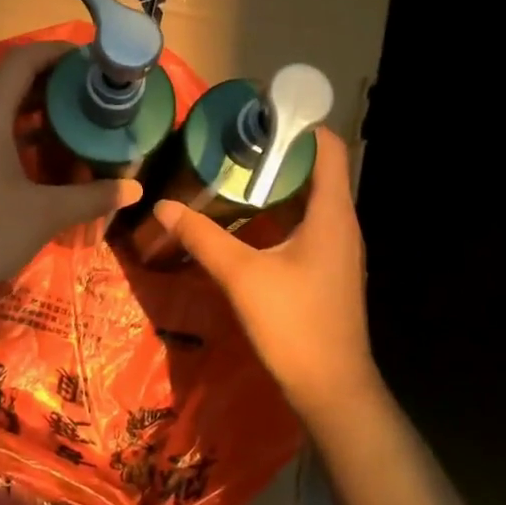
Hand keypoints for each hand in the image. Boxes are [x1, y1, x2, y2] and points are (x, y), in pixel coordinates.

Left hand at [0, 42, 141, 282]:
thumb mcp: (46, 214)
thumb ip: (94, 196)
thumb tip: (135, 189)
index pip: (20, 63)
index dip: (55, 53)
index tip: (88, 59)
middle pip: (9, 85)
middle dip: (50, 84)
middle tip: (90, 92)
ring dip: (33, 111)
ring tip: (73, 119)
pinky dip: (15, 133)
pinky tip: (42, 152)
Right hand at [151, 126, 380, 425]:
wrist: (331, 388)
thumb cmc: (294, 324)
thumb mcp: (241, 276)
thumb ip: (202, 237)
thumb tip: (164, 205)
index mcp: (331, 214)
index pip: (328, 148)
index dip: (298, 125)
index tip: (257, 116)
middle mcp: (340, 224)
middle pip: (316, 170)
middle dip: (276, 153)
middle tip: (231, 145)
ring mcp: (336, 248)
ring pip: (308, 199)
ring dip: (275, 184)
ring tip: (232, 175)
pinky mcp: (326, 269)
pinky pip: (304, 224)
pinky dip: (277, 212)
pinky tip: (244, 221)